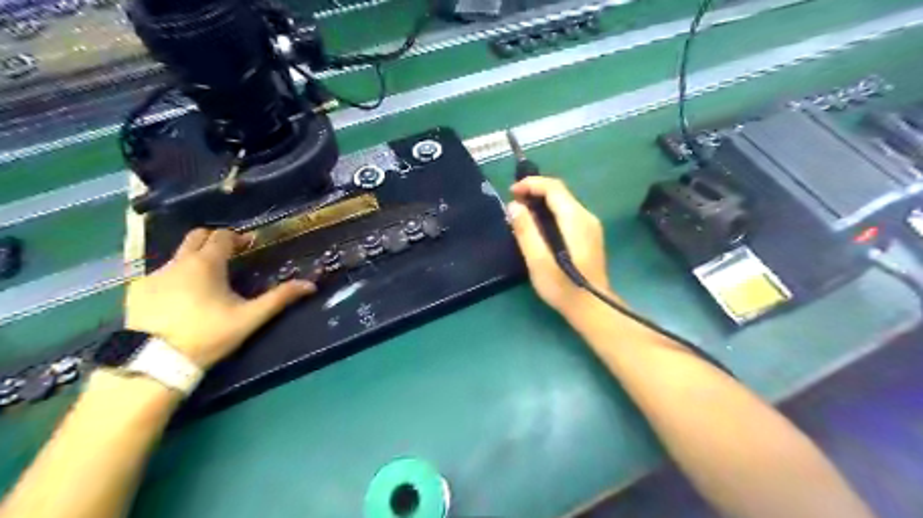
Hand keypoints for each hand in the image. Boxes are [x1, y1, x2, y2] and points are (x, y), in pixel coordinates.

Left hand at [123, 228, 315, 367]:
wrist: (155, 361)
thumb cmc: (209, 334)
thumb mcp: (250, 317)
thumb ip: (280, 298)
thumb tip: (311, 285)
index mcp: (207, 263)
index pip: (223, 236)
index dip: (238, 238)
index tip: (249, 246)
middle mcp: (178, 262)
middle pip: (196, 236)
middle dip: (214, 240)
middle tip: (229, 255)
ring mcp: (154, 275)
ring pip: (177, 256)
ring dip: (194, 259)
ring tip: (206, 281)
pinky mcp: (136, 291)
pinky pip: (160, 274)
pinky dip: (174, 277)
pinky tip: (179, 298)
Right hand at [508, 179, 614, 318]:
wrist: (592, 308)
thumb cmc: (563, 287)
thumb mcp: (538, 261)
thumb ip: (526, 231)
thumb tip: (514, 206)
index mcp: (575, 219)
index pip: (554, 187)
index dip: (531, 184)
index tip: (512, 192)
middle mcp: (587, 217)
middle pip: (560, 192)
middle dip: (535, 192)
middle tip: (514, 204)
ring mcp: (591, 226)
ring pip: (564, 203)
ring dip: (542, 202)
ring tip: (522, 214)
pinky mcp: (590, 236)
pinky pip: (568, 214)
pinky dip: (551, 212)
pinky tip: (539, 227)